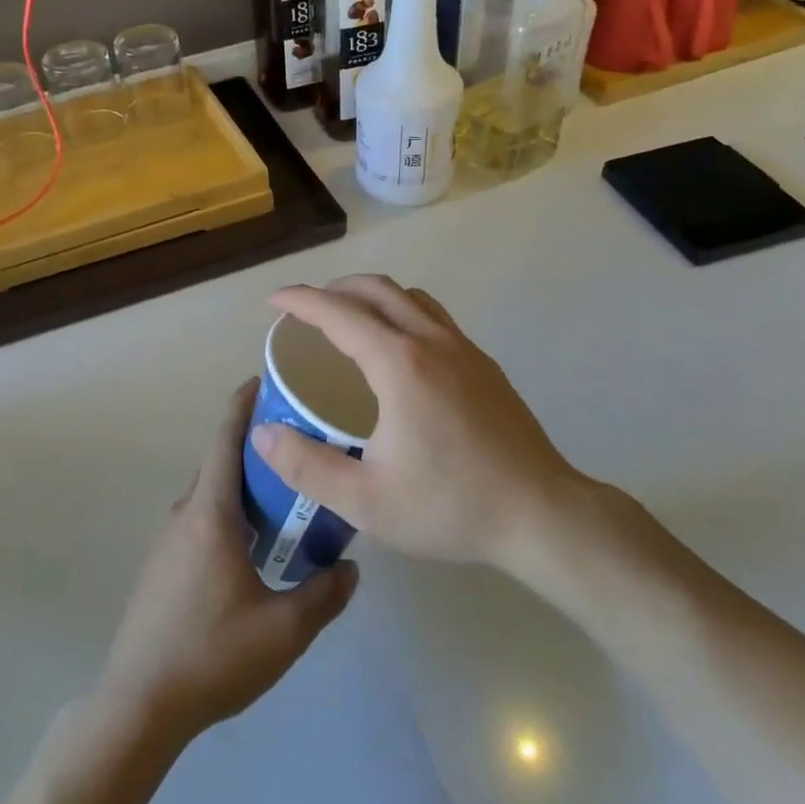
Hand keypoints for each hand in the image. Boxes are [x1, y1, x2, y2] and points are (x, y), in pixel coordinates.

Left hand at [97, 382, 357, 744]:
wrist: (139, 705)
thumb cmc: (212, 655)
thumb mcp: (285, 630)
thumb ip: (325, 593)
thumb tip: (352, 567)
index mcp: (210, 513)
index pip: (225, 439)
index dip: (243, 404)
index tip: (265, 380)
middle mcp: (185, 515)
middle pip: (221, 464)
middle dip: (257, 448)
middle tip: (300, 446)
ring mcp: (167, 541)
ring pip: (212, 496)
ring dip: (244, 487)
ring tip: (286, 496)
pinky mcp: (161, 567)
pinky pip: (200, 522)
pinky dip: (229, 515)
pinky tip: (254, 548)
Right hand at [250, 276, 579, 568]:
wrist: (541, 514)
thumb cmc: (451, 506)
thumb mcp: (366, 501)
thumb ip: (307, 466)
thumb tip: (263, 435)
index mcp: (399, 364)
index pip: (338, 313)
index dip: (300, 301)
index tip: (273, 302)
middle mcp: (432, 341)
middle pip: (377, 289)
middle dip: (335, 288)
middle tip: (306, 310)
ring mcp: (464, 349)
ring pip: (410, 297)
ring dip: (372, 296)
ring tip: (349, 320)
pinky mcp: (485, 364)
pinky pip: (434, 317)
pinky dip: (403, 312)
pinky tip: (399, 352)